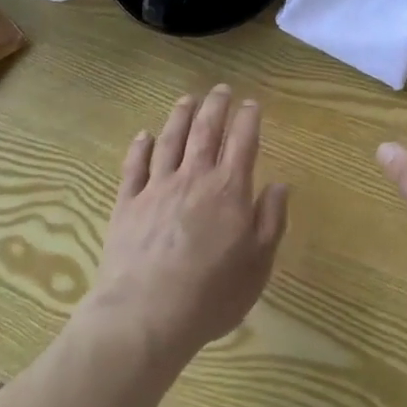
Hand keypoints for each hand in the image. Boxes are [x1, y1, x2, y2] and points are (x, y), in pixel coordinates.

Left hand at [87, 86, 289, 366]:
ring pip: (170, 139)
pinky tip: (144, 136)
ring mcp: (157, 188)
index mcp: (229, 189)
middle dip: (216, 105)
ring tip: (187, 99)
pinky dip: (141, 147)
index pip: (243, 141)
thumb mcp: (258, 264)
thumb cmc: (211, 294)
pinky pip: (134, 166)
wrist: (145, 316)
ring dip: (181, 115)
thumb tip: (279, 185)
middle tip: (221, 89)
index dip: (248, 118)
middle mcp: (194, 177)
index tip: (251, 103)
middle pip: (205, 130)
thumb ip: (271, 220)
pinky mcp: (127, 204)